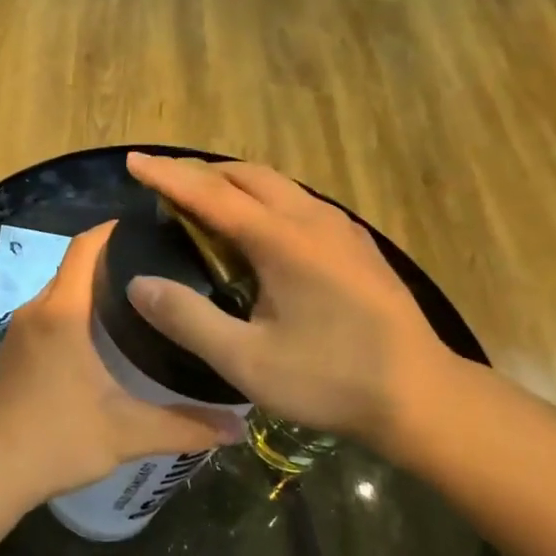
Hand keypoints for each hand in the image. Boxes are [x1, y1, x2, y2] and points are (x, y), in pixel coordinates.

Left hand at [0, 224, 246, 504]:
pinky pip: (47, 315)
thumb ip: (185, 427)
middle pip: (74, 267)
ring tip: (139, 301)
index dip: (113, 229)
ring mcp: (18, 332)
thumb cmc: (57, 440)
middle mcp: (37, 310)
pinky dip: (73, 312)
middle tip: (159, 269)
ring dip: (91, 288)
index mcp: (63, 312)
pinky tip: (102, 338)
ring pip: (59, 292)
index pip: (85, 247)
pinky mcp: (11, 353)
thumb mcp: (127, 433)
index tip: (150, 228)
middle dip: (112, 261)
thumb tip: (239, 428)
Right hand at [123, 153, 456, 455]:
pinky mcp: (357, 245)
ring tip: (204, 204)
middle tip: (165, 186)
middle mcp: (312, 219)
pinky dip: (263, 201)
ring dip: (234, 184)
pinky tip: (258, 232)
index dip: (168, 176)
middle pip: (247, 175)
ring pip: (277, 185)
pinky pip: (298, 203)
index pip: (211, 194)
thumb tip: (138, 284)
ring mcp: (341, 229)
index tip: (133, 161)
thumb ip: (188, 319)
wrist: (421, 395)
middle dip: (200, 173)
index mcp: (282, 240)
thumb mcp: (246, 360)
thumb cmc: (330, 379)